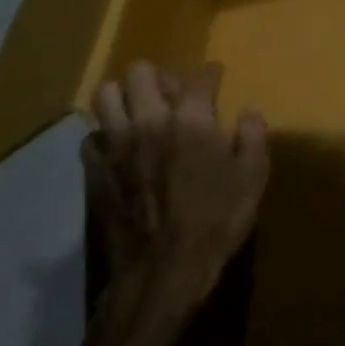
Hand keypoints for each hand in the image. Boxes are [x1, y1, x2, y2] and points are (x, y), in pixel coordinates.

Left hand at [83, 61, 268, 313]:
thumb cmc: (215, 222)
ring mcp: (116, 145)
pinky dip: (104, 135)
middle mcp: (149, 121)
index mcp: (191, 120)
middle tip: (173, 96)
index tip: (215, 75)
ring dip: (124, 97)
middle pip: (140, 72)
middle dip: (158, 76)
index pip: (200, 78)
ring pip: (105, 95)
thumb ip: (253, 137)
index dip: (211, 73)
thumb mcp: (253, 178)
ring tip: (139, 113)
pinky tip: (119, 149)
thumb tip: (247, 113)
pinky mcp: (95, 171)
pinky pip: (91, 136)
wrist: (162, 272)